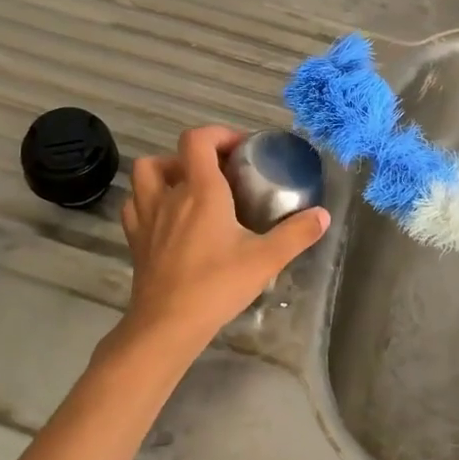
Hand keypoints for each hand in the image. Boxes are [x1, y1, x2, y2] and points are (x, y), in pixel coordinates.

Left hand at [117, 125, 329, 360]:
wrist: (166, 325)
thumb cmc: (216, 285)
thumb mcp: (265, 259)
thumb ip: (296, 234)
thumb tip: (324, 215)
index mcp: (201, 190)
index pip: (197, 140)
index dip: (218, 134)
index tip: (241, 148)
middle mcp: (169, 194)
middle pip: (173, 153)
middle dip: (198, 154)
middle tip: (220, 172)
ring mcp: (146, 216)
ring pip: (145, 174)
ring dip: (166, 171)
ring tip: (189, 188)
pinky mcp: (135, 239)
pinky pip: (135, 203)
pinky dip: (148, 199)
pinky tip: (166, 215)